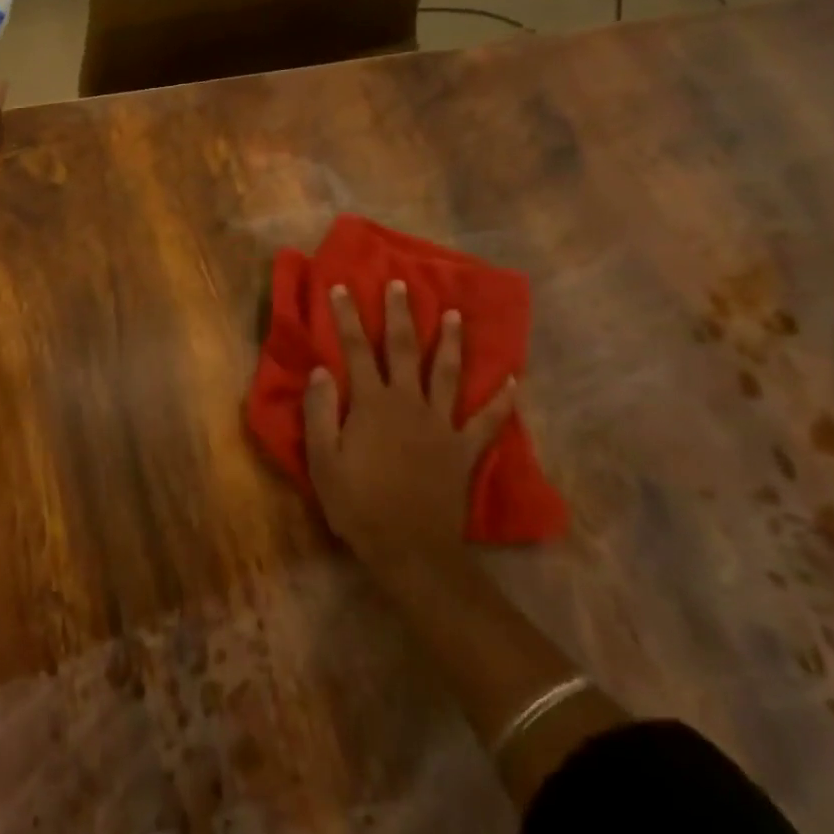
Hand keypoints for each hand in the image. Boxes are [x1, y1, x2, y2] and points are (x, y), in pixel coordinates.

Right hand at [305, 280, 518, 570]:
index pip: (356, 351)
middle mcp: (409, 403)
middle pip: (404, 350)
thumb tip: (321, 370)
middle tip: (401, 284)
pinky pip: (487, 419)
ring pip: (448, 373)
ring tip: (455, 314)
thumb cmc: (359, 505)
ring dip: (451, 342)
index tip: (343, 287)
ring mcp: (442, 424)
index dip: (348, 318)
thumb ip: (321, 412)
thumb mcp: (323, 461)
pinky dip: (502, 400)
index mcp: (373, 405)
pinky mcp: (464, 448)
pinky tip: (513, 380)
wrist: (410, 549)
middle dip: (400, 315)